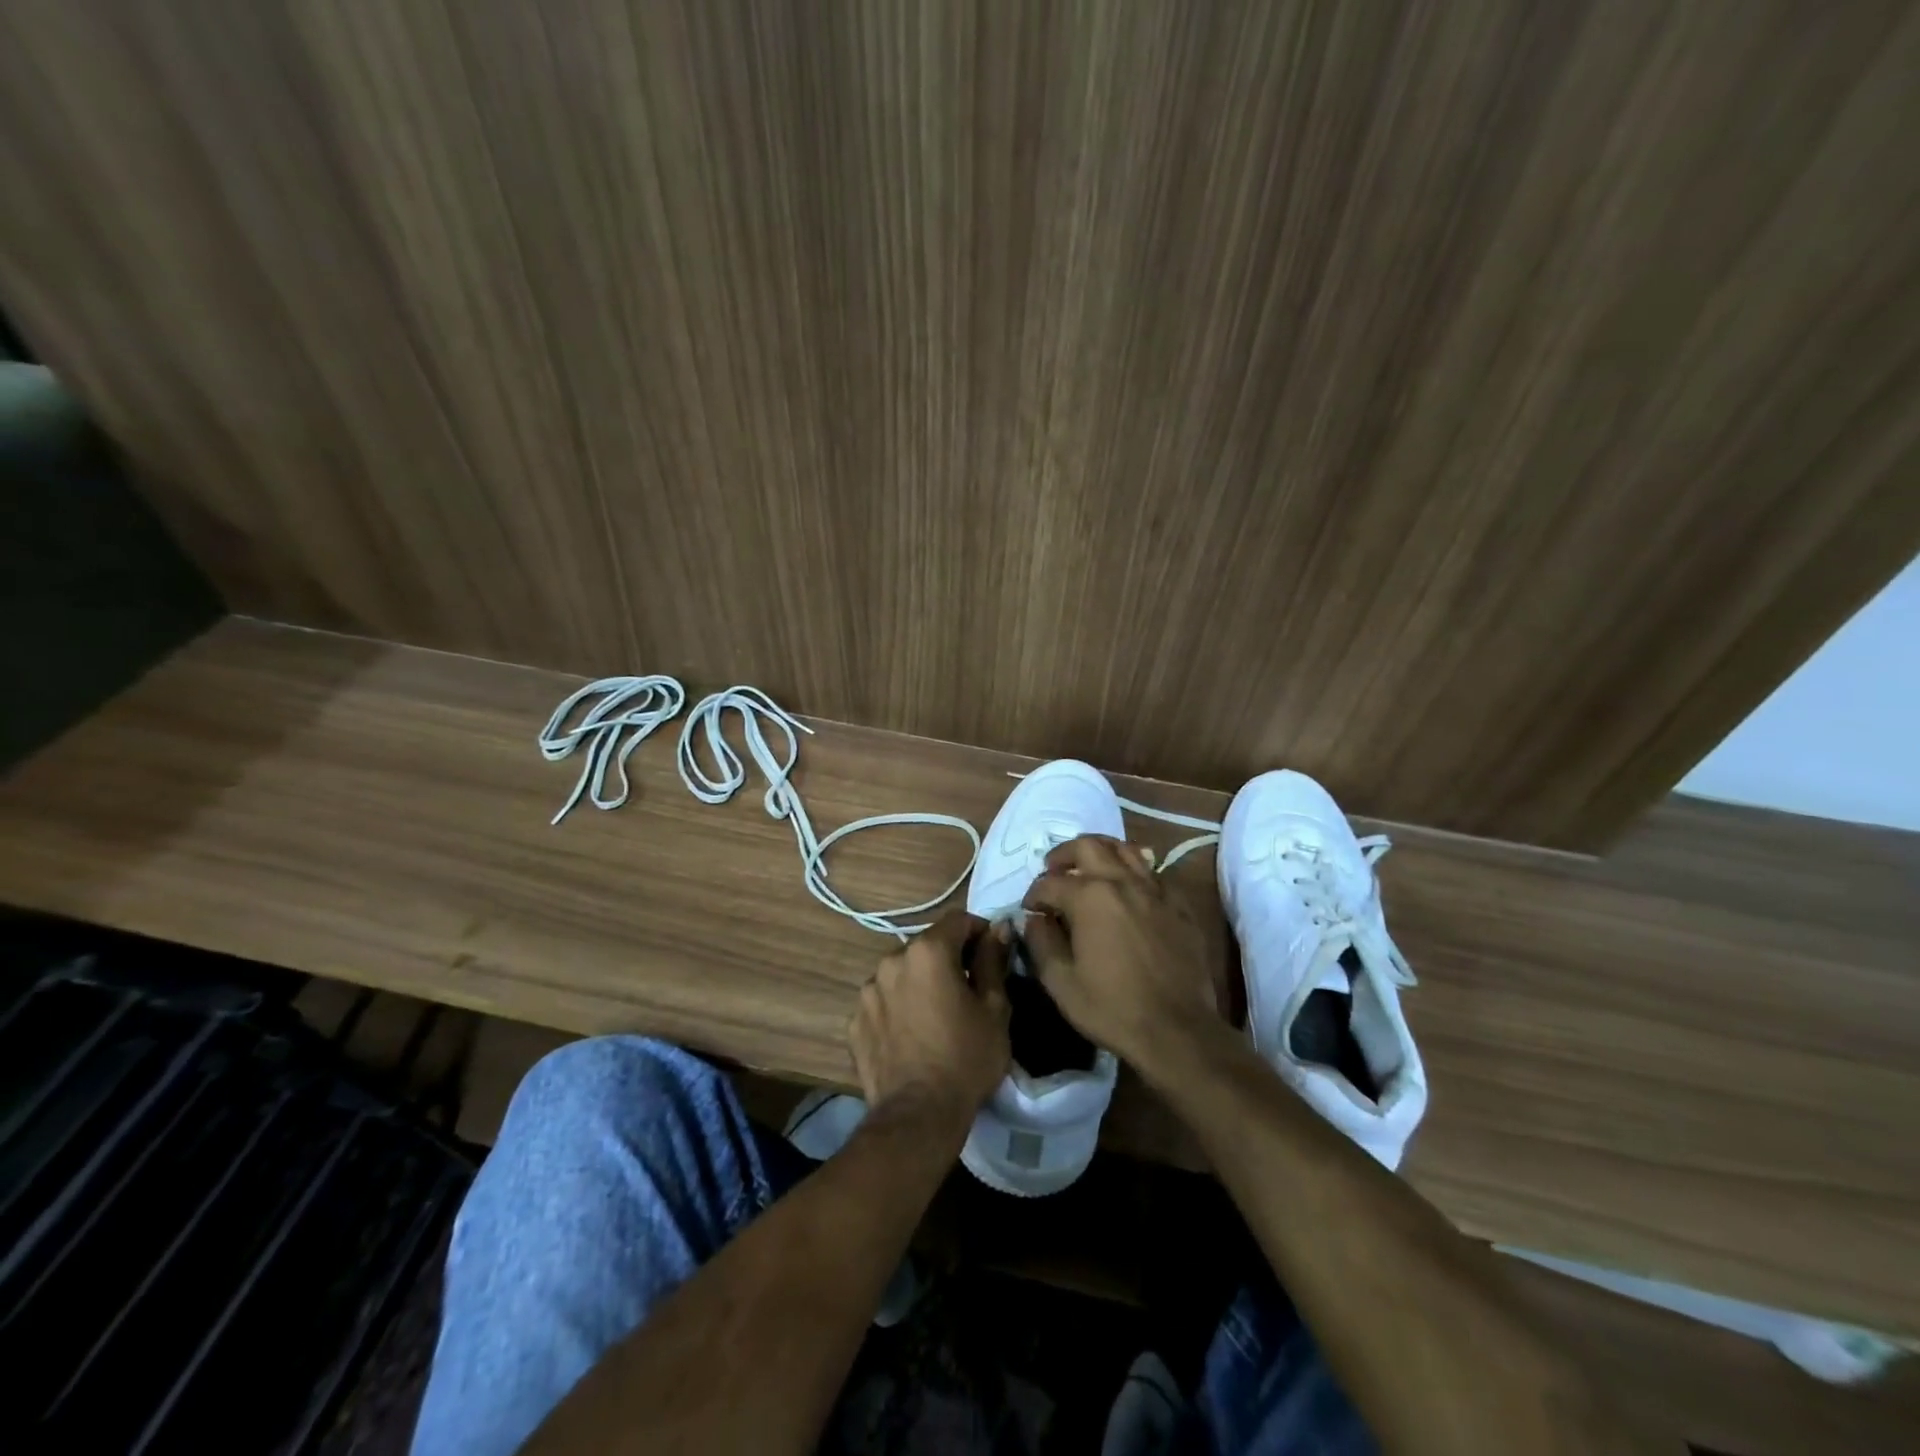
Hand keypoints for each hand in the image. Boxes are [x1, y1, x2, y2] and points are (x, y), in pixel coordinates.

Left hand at [849, 910, 1011, 1135]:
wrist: (918, 1116)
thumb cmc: (966, 1058)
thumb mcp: (995, 1008)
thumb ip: (994, 960)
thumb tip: (999, 928)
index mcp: (928, 951)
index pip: (958, 920)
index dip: (979, 932)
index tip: (992, 955)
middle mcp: (892, 960)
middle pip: (927, 946)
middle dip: (948, 959)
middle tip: (968, 990)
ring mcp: (868, 991)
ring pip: (902, 973)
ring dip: (919, 983)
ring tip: (936, 1016)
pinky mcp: (855, 1020)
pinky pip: (883, 1001)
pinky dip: (898, 1008)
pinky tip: (912, 1035)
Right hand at [1021, 835, 1218, 1072]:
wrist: (1177, 1031)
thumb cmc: (1112, 1008)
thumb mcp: (1060, 982)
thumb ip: (1040, 942)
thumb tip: (1033, 919)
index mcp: (1089, 897)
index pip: (1049, 883)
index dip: (1033, 895)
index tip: (1030, 911)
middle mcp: (1122, 882)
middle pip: (1088, 846)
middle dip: (1063, 856)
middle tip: (1053, 871)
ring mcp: (1155, 890)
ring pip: (1124, 849)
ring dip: (1100, 852)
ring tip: (1089, 868)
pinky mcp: (1179, 905)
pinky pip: (1153, 873)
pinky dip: (1134, 871)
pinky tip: (1128, 890)